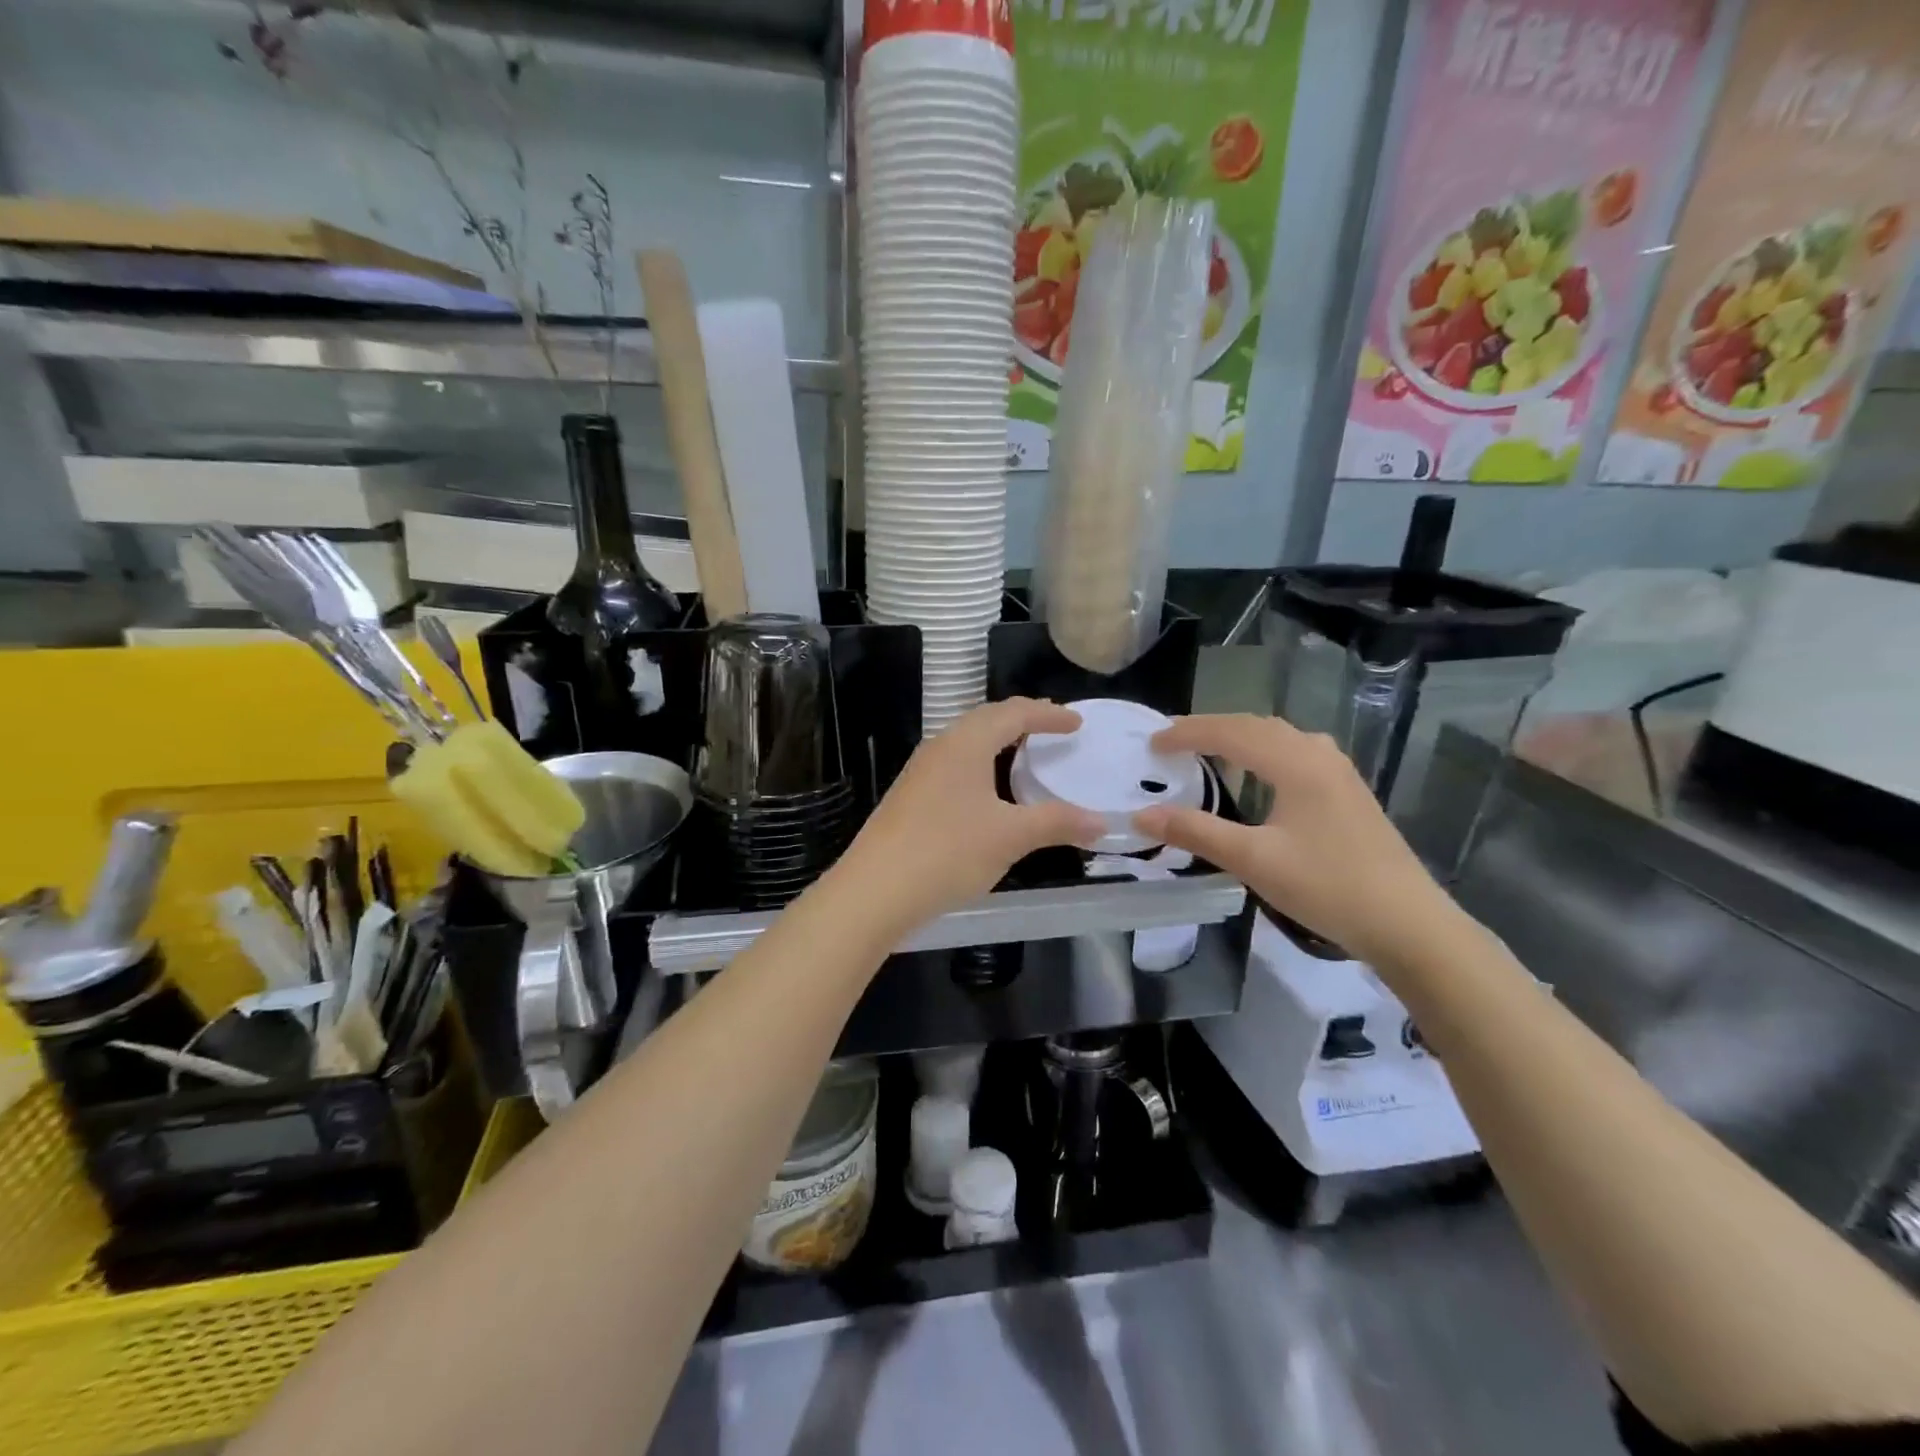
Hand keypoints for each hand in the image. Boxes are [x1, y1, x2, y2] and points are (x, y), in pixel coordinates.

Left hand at [830, 699, 1103, 937]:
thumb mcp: (1011, 837)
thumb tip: (1102, 823)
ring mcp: (920, 772)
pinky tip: (989, 794)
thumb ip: (1058, 823)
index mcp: (965, 743)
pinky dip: (981, 767)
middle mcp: (940, 748)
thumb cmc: (947, 852)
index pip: (1013, 713)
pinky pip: (954, 767)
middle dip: (1022, 721)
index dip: (1048, 715)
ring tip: (1025, 757)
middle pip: (986, 721)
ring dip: (999, 744)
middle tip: (1053, 730)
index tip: (1076, 723)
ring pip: (967, 744)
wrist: (874, 891)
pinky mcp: (910, 798)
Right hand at [1133, 714, 1461, 967]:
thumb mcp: (1253, 860)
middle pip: (1256, 726)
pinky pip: (1295, 752)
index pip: (1231, 732)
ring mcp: (1339, 772)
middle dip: (1210, 729)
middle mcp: (1318, 755)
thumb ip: (1196, 832)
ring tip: (1207, 751)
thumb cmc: (1327, 886)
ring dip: (1239, 737)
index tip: (1152, 744)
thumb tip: (1142, 815)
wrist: (1408, 923)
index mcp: (1296, 763)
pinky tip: (1258, 774)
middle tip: (1172, 743)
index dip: (1187, 733)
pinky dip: (1263, 751)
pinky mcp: (1348, 792)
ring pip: (1279, 737)